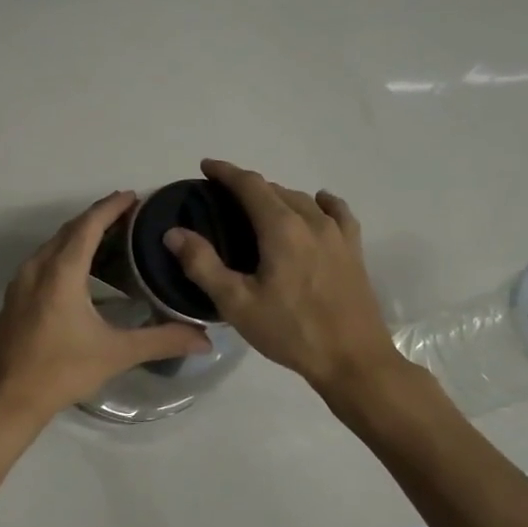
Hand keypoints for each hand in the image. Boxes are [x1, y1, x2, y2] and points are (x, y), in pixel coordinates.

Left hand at [0, 192, 210, 432]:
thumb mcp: (116, 354)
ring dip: (79, 236)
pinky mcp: (14, 299)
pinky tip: (81, 272)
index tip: (134, 195)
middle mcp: (36, 269)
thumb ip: (162, 340)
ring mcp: (20, 283)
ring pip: (52, 246)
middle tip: (129, 216)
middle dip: (97, 218)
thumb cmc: (61, 371)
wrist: (6, 399)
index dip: (111, 207)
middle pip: (69, 231)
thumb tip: (207, 339)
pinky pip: (42, 262)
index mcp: (60, 273)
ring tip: (110, 239)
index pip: (88, 225)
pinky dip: (64, 254)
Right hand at [163, 159, 407, 395]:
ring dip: (277, 196)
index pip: (250, 185)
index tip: (206, 167)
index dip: (226, 172)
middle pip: (276, 189)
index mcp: (281, 228)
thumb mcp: (236, 303)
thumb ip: (203, 264)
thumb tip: (174, 233)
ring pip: (302, 199)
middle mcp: (312, 221)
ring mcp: (338, 234)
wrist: (352, 359)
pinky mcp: (353, 250)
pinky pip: (336, 213)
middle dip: (247, 186)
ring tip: (258, 208)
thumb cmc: (290, 331)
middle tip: (223, 198)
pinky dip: (320, 203)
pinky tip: (317, 205)